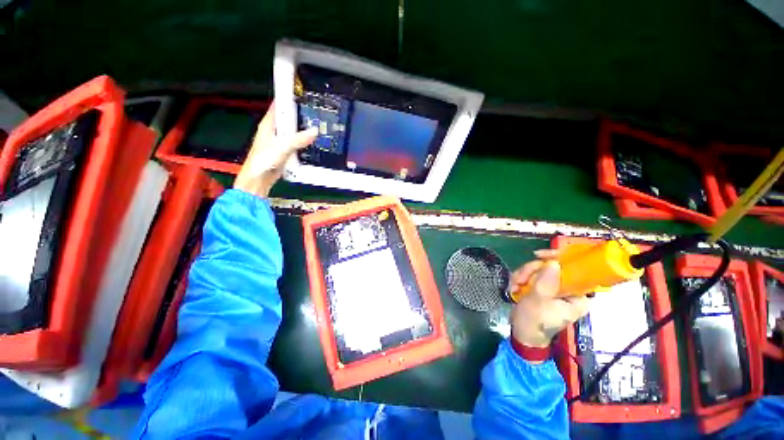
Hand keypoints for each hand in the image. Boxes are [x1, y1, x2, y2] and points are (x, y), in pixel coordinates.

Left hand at [234, 102, 317, 197]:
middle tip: (316, 111)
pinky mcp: (285, 152)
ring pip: (293, 132)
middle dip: (301, 115)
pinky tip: (313, 142)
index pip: (278, 106)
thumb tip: (315, 131)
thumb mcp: (281, 148)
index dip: (288, 99)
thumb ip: (297, 139)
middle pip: (288, 119)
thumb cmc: (263, 161)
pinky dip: (304, 142)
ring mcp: (280, 142)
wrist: (258, 180)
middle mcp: (274, 131)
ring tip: (318, 125)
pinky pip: (296, 144)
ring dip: (303, 130)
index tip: (302, 94)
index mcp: (268, 125)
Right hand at [509, 249, 590, 349]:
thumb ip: (545, 283)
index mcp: (577, 296)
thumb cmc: (534, 322)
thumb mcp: (538, 302)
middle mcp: (568, 290)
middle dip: (531, 271)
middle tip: (519, 279)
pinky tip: (514, 288)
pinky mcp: (542, 288)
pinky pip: (531, 274)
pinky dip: (520, 279)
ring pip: (538, 269)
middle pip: (551, 267)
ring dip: (523, 275)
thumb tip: (553, 263)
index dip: (559, 258)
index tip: (539, 255)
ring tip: (514, 286)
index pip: (575, 269)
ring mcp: (554, 288)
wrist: (522, 335)